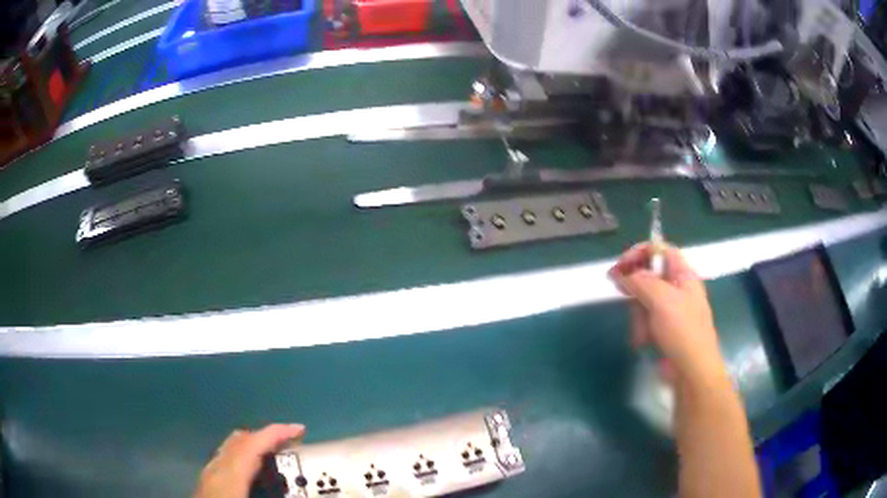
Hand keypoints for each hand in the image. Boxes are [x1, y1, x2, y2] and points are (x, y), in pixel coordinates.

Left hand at [194, 424, 304, 497]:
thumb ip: (274, 493)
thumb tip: (301, 488)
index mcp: (229, 473)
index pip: (253, 443)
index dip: (277, 432)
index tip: (299, 428)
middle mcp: (217, 466)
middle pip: (240, 439)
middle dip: (266, 436)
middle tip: (291, 444)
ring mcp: (209, 472)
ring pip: (231, 447)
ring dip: (254, 446)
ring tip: (275, 457)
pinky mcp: (208, 480)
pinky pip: (227, 459)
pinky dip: (243, 457)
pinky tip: (253, 473)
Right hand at [609, 243, 725, 382]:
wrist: (691, 371)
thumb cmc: (682, 331)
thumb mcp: (662, 300)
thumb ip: (641, 281)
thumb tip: (621, 272)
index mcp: (684, 275)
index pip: (661, 250)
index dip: (640, 252)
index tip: (620, 265)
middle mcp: (678, 289)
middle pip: (648, 276)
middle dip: (636, 290)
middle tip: (625, 296)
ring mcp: (671, 310)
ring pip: (643, 301)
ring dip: (638, 316)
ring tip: (644, 332)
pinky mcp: (663, 329)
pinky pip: (645, 320)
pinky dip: (641, 330)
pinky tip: (644, 342)